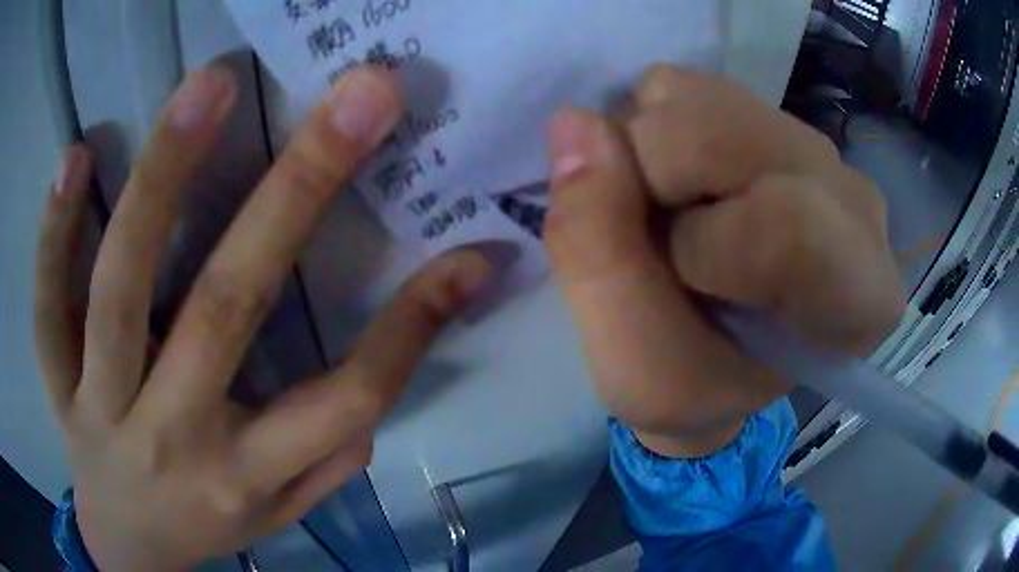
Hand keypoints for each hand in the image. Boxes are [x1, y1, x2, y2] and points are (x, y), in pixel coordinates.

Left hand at [34, 66, 487, 570]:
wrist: (125, 544)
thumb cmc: (204, 522)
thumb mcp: (275, 513)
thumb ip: (323, 463)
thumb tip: (375, 397)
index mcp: (243, 474)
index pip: (340, 402)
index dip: (411, 329)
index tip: (468, 256)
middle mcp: (171, 438)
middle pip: (226, 308)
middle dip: (299, 188)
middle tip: (363, 94)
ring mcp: (100, 407)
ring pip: (119, 289)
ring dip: (163, 175)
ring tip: (210, 84)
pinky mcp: (55, 384)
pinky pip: (47, 304)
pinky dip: (55, 231)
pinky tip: (77, 154)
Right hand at [544, 67, 904, 457]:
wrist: (714, 355)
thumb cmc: (688, 385)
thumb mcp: (635, 364)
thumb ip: (599, 258)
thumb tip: (576, 123)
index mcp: (857, 297)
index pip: (788, 226)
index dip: (700, 247)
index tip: (678, 284)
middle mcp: (854, 205)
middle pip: (731, 135)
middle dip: (652, 178)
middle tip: (649, 237)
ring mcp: (815, 147)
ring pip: (702, 99)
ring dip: (648, 152)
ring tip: (667, 213)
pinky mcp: (770, 115)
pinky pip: (689, 86)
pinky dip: (652, 127)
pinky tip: (675, 181)